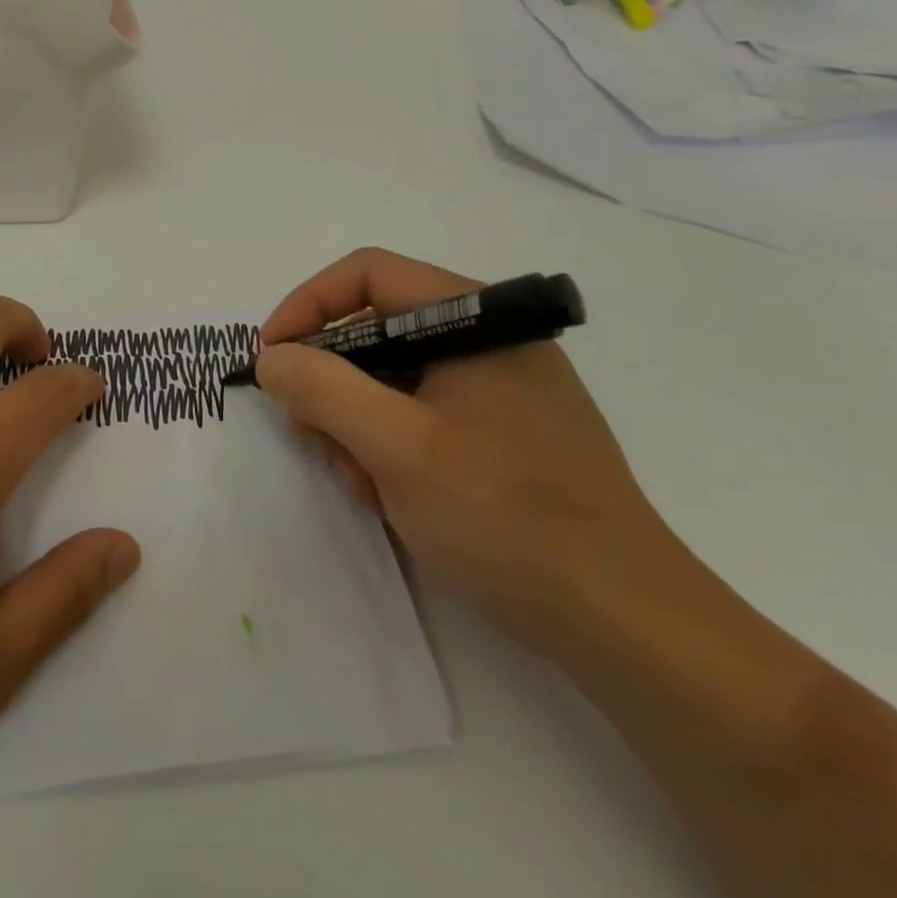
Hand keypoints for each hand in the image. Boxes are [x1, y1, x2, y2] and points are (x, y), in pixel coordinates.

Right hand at [255, 248, 675, 656]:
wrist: (625, 623)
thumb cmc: (506, 515)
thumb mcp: (396, 447)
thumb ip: (322, 388)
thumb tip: (272, 357)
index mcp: (474, 318)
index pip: (366, 274)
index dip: (306, 306)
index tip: (271, 358)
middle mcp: (486, 339)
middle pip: (374, 328)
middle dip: (332, 382)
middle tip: (313, 434)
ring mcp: (497, 388)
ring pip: (390, 377)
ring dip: (357, 423)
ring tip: (365, 484)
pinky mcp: (500, 431)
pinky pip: (418, 414)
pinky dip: (389, 446)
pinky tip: (392, 496)